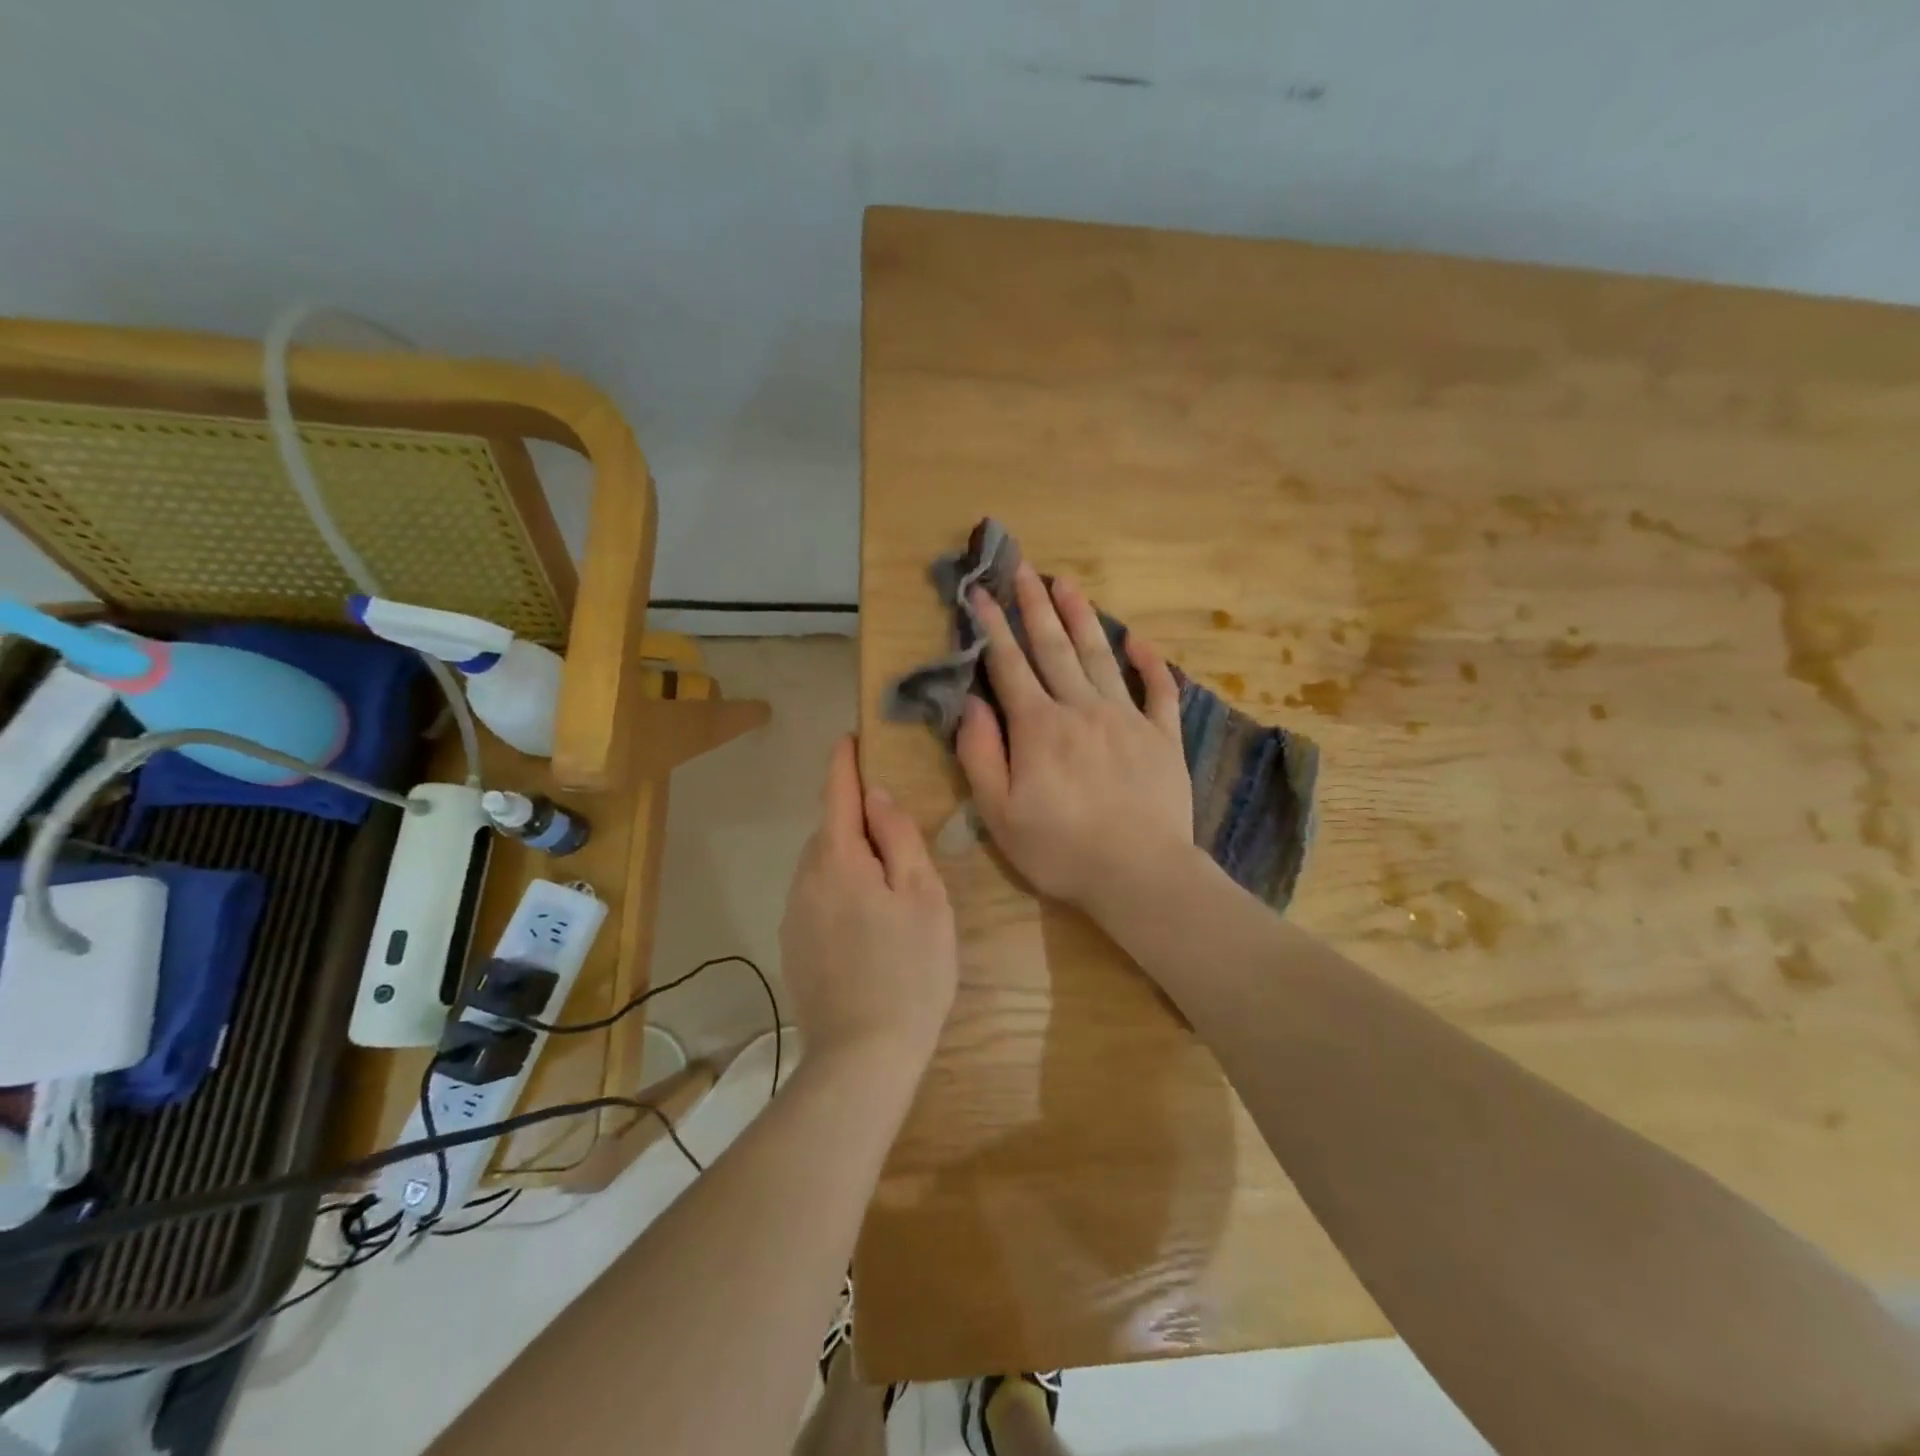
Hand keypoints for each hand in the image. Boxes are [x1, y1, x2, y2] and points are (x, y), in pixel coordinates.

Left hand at [781, 736, 957, 1068]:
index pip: (837, 794)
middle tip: (896, 832)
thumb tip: (876, 796)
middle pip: (830, 831)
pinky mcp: (792, 946)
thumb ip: (899, 838)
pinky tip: (865, 924)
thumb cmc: (909, 970)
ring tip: (886, 884)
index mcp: (839, 860)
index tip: (849, 738)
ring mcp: (793, 915)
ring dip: (848, 858)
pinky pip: (815, 897)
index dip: (843, 763)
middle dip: (855, 819)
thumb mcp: (924, 897)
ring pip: (821, 866)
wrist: (862, 1056)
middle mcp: (805, 879)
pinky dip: (838, 890)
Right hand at [956, 562, 1195, 918]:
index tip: (980, 592)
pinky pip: (1159, 690)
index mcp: (1039, 727)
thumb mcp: (999, 813)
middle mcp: (1081, 708)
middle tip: (1024, 567)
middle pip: (1054, 647)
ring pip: (1101, 656)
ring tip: (1068, 583)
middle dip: (1035, 605)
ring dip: (1082, 618)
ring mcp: (1127, 718)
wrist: (1139, 873)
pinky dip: (1150, 663)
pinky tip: (1139, 640)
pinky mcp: (1162, 737)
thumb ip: (981, 754)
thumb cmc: (1060, 849)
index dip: (993, 627)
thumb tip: (971, 704)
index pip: (1009, 665)